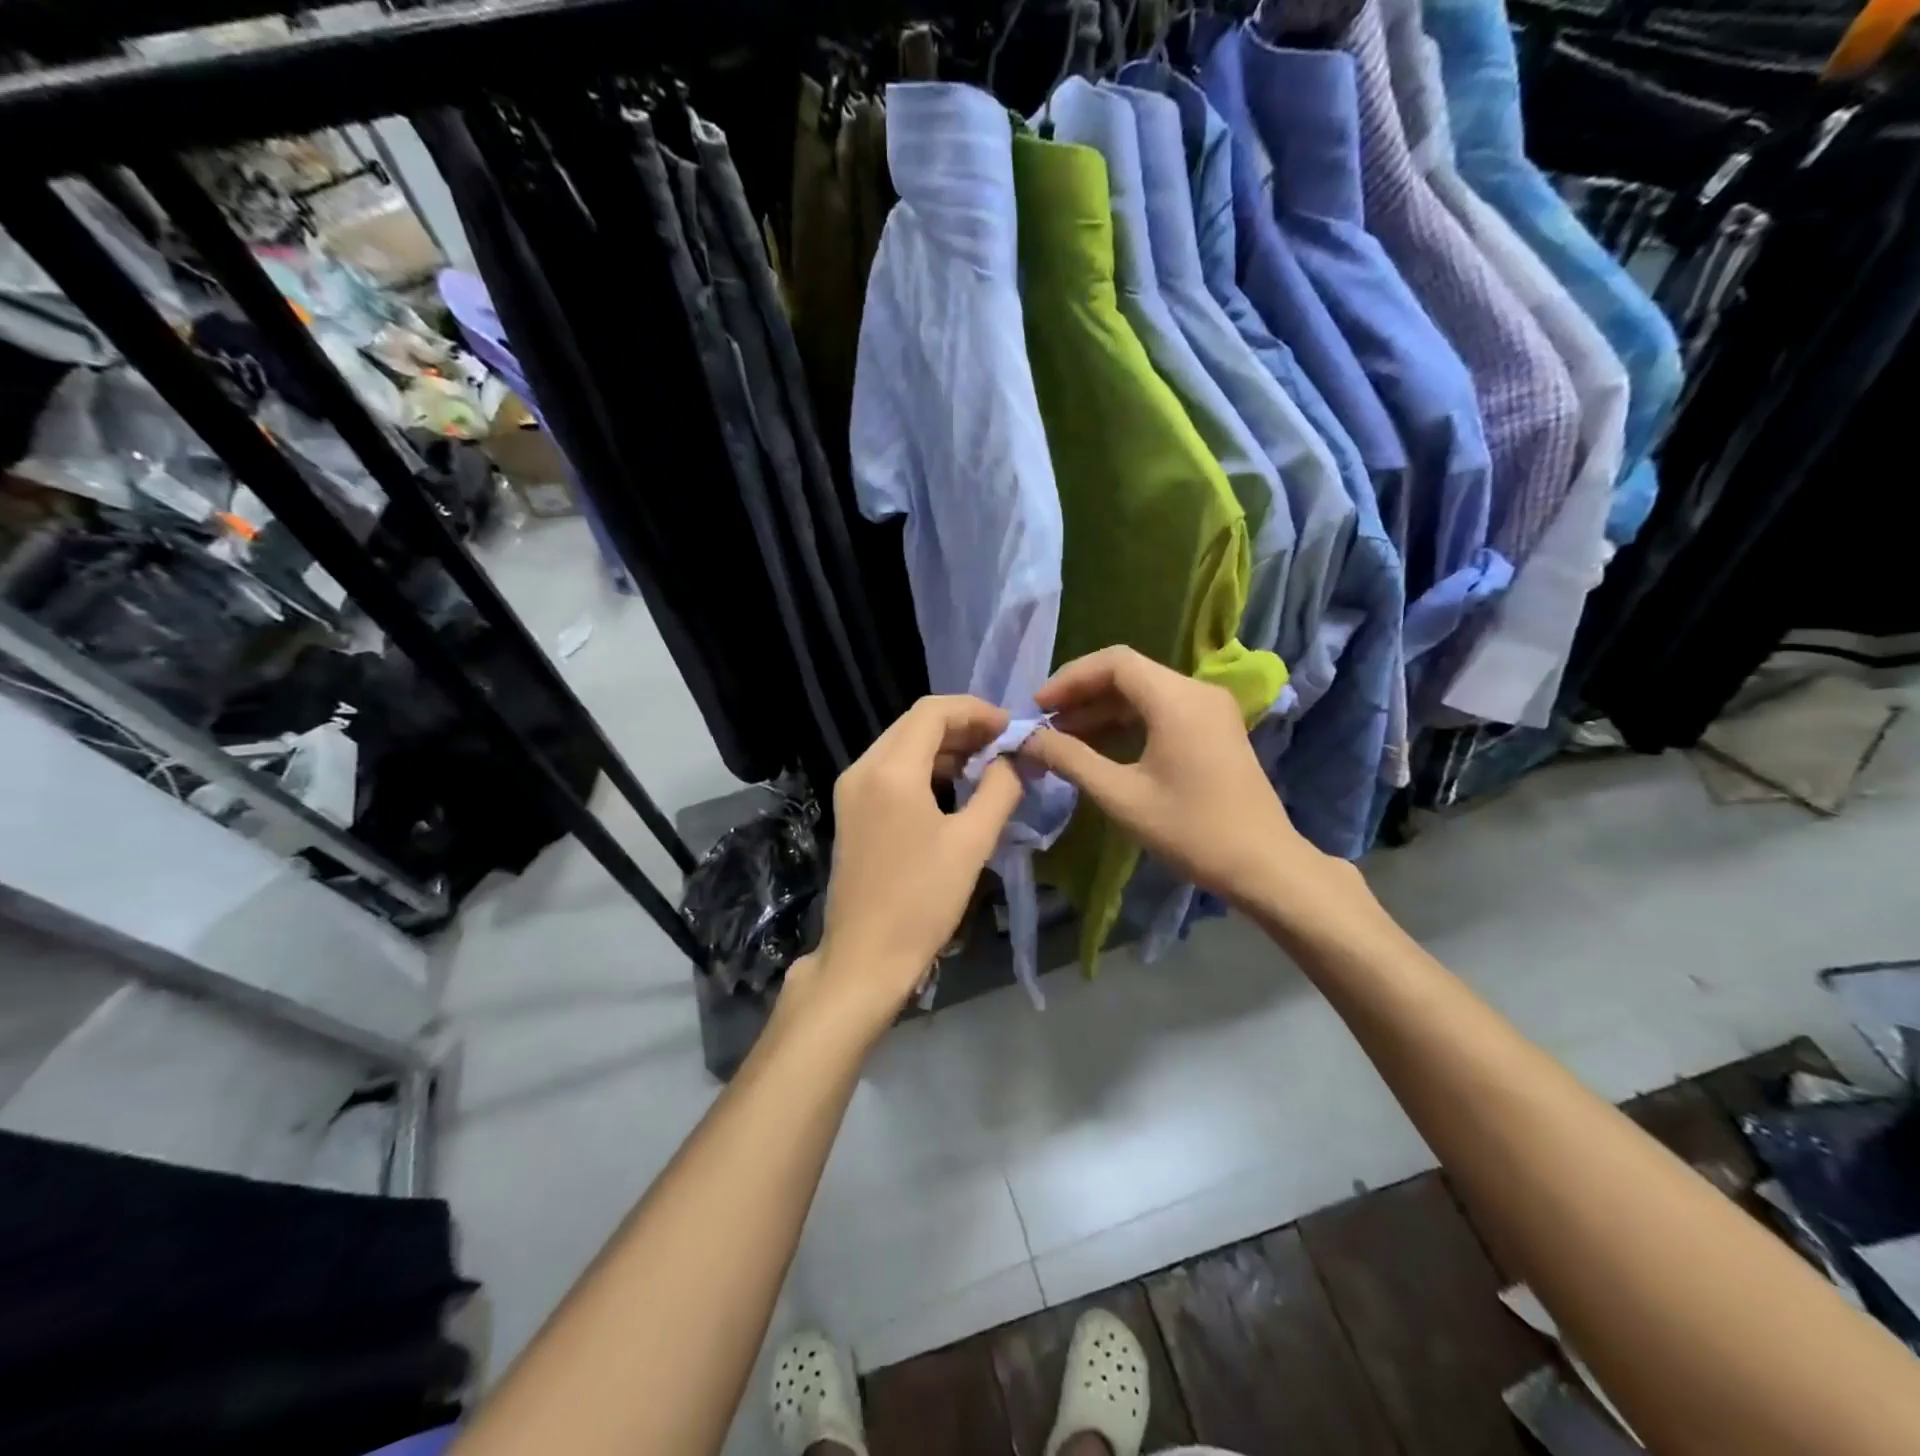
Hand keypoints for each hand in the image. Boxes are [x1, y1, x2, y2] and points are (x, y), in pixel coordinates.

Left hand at [780, 696, 1024, 1045]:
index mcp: (890, 770)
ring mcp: (851, 791)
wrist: (864, 958)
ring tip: (986, 763)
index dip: (975, 711)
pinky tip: (954, 786)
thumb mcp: (972, 843)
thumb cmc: (922, 901)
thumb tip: (1013, 761)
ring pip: (901, 746)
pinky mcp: (851, 812)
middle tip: (1003, 744)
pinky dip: (924, 768)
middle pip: (914, 724)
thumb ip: (1000, 790)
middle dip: (962, 726)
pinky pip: (890, 771)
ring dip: (943, 747)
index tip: (1010, 728)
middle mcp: (863, 769)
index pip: (932, 711)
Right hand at [1017, 647, 1326, 915]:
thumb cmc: (1190, 830)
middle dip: (1082, 694)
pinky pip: (1162, 709)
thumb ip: (1070, 759)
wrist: (1263, 865)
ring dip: (1103, 709)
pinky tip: (1101, 746)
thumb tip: (1027, 738)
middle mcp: (1197, 691)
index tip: (1038, 707)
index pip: (1114, 662)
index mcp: (1176, 699)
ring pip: (1144, 692)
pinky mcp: (1214, 729)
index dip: (1070, 679)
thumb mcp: (1121, 796)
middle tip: (1045, 723)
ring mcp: (1210, 709)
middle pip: (1128, 673)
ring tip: (1064, 737)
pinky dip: (1127, 721)